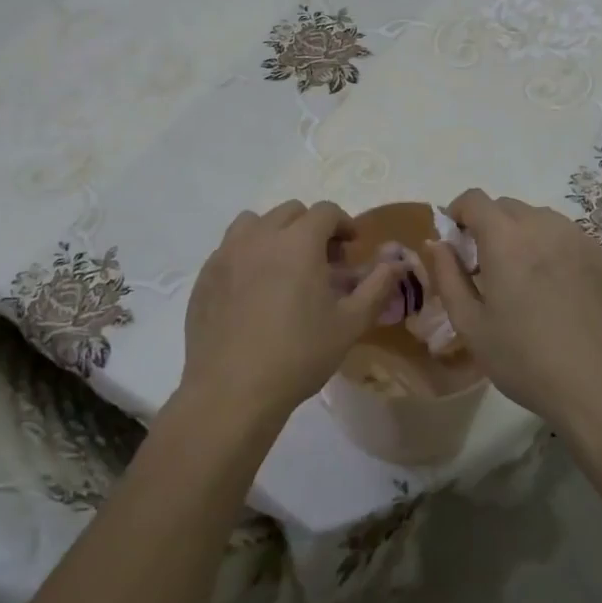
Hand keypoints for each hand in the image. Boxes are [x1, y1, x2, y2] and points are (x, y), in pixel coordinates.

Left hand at [180, 201, 406, 419]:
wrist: (232, 390)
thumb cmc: (299, 355)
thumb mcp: (350, 323)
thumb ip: (376, 286)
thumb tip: (396, 262)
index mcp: (298, 242)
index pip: (325, 211)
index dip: (343, 224)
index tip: (351, 247)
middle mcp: (260, 236)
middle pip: (290, 212)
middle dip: (311, 227)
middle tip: (322, 260)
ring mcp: (227, 253)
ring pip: (254, 223)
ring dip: (274, 233)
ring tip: (283, 266)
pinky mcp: (205, 275)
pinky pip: (229, 248)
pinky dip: (247, 254)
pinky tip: (253, 289)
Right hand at [424, 189, 601, 426]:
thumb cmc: (526, 360)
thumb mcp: (471, 325)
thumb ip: (448, 276)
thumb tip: (437, 244)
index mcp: (506, 238)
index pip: (475, 199)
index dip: (459, 212)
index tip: (456, 241)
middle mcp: (545, 226)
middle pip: (509, 207)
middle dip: (491, 225)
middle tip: (489, 266)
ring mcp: (582, 240)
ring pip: (544, 220)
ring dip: (526, 236)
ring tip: (528, 279)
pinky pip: (574, 242)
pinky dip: (558, 254)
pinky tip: (563, 294)